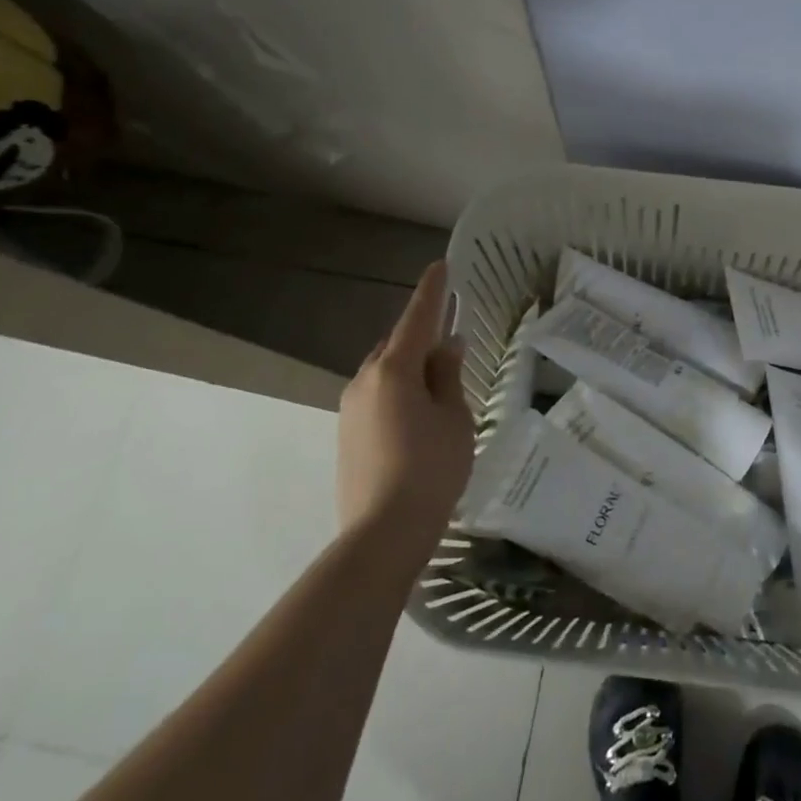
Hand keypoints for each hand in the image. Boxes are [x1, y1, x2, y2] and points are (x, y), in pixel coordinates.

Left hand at [337, 262, 475, 551]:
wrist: (382, 534)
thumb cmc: (431, 469)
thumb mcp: (454, 417)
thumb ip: (448, 376)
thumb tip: (446, 347)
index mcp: (394, 370)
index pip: (417, 319)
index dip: (432, 292)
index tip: (440, 266)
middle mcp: (364, 381)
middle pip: (396, 345)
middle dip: (420, 337)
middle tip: (449, 342)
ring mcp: (350, 409)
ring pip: (383, 373)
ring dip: (408, 369)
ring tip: (438, 385)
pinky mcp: (346, 435)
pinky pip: (376, 397)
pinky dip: (397, 393)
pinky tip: (417, 416)